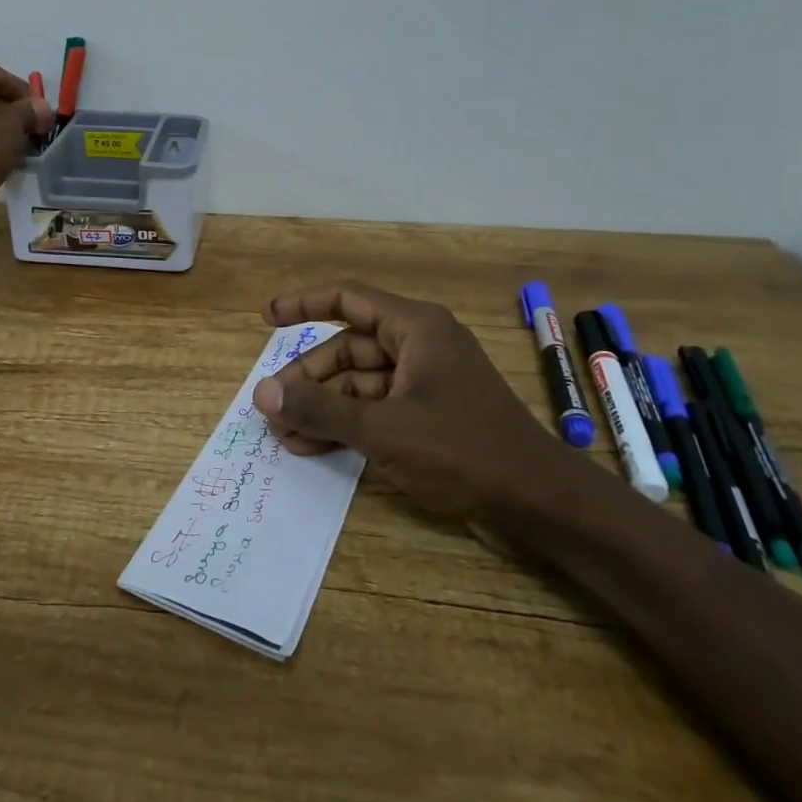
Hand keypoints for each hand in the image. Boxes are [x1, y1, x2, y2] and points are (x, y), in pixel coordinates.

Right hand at [250, 282, 567, 520]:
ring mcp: (425, 382)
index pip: (347, 299)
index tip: (266, 317)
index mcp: (415, 328)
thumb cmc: (462, 450)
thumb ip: (320, 409)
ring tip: (285, 435)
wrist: (539, 503)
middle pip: (348, 347)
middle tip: (272, 406)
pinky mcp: (429, 415)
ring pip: (359, 382)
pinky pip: (376, 408)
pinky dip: (347, 424)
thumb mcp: (383, 429)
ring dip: (323, 406)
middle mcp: (419, 345)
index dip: (303, 303)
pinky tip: (314, 447)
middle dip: (309, 376)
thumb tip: (262, 393)